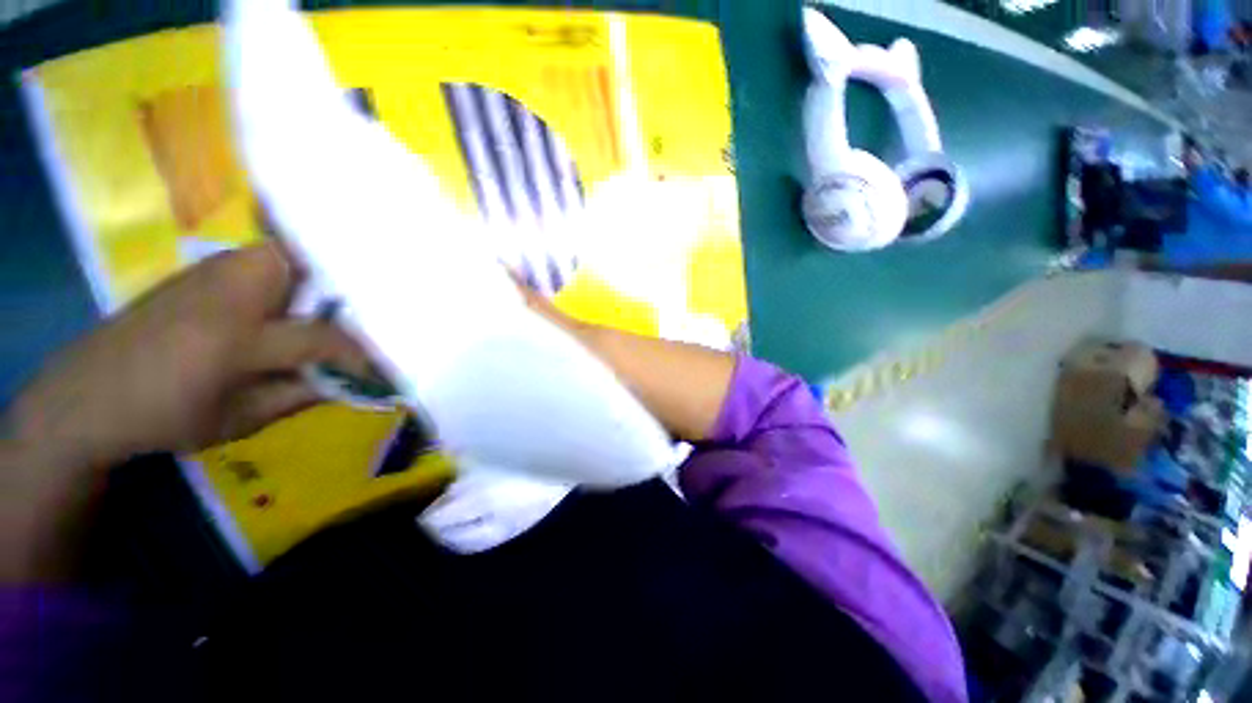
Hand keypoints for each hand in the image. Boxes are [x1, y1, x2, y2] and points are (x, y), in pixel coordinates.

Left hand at [5, 241, 367, 466]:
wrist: (85, 394)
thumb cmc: (164, 418)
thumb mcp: (240, 420)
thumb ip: (302, 393)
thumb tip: (353, 379)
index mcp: (233, 341)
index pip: (321, 337)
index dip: (361, 352)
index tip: (385, 363)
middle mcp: (226, 294)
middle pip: (303, 266)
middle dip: (342, 285)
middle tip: (367, 312)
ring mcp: (210, 274)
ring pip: (283, 254)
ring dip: (317, 276)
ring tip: (336, 305)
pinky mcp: (200, 271)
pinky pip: (261, 258)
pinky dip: (291, 272)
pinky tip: (295, 298)